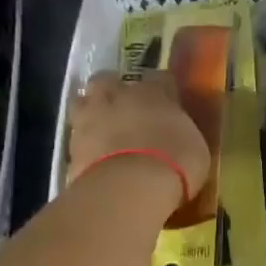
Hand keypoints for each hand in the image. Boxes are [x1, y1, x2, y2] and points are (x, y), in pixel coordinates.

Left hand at [67, 71, 211, 203]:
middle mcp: (118, 97)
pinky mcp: (71, 146)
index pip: (160, 78)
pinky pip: (75, 137)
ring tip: (101, 129)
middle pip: (108, 80)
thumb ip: (182, 134)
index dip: (163, 90)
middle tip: (124, 108)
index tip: (168, 102)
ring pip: (81, 102)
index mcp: (153, 93)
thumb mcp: (195, 147)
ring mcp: (89, 119)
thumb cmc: (175, 162)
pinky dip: (83, 144)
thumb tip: (178, 134)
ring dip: (90, 111)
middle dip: (113, 90)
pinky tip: (93, 157)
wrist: (130, 187)